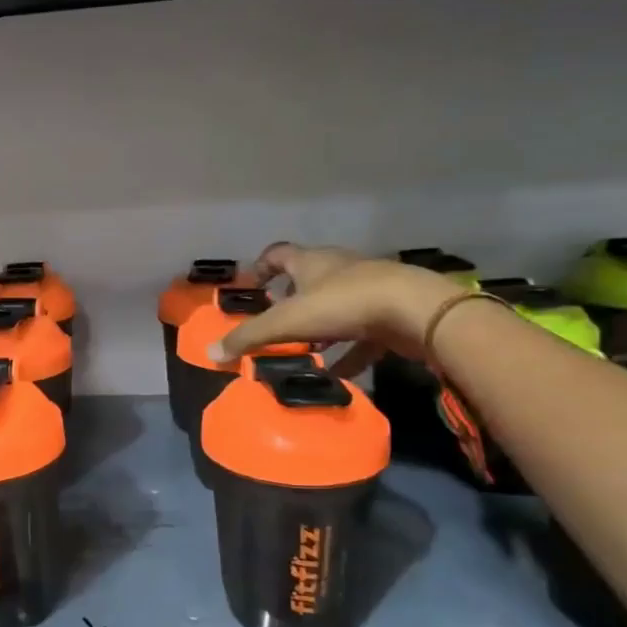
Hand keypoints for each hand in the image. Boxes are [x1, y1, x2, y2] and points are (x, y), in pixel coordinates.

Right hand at [217, 246, 463, 376]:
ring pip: (338, 304)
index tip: (252, 286)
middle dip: (291, 298)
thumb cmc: (343, 304)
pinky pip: (364, 333)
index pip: (278, 254)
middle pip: (309, 277)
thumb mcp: (287, 322)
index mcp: (311, 261)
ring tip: (307, 348)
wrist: (416, 311)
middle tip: (276, 321)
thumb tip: (210, 354)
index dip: (262, 267)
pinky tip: (340, 372)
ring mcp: (369, 288)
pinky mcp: (391, 312)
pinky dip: (350, 351)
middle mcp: (339, 268)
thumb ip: (248, 337)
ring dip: (321, 325)